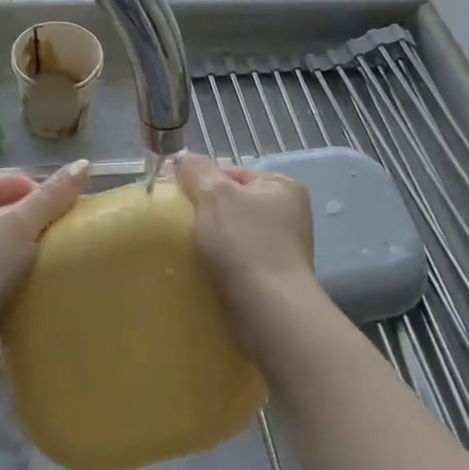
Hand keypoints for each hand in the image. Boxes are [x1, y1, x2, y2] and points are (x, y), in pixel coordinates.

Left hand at [0, 160, 90, 325]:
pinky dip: (14, 262)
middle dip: (36, 224)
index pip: (19, 181)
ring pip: (7, 232)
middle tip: (55, 246)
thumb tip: (85, 163)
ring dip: (27, 245)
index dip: (45, 200)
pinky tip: (26, 276)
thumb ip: (54, 195)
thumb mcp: (21, 226)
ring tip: (43, 262)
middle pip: (13, 205)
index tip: (63, 226)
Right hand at [174, 152, 325, 358]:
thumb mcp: (215, 195)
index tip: (179, 198)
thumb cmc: (244, 244)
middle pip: (233, 203)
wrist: (268, 310)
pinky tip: (205, 270)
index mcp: (282, 186)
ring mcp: (285, 248)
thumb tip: (182, 159)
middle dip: (207, 213)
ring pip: (234, 234)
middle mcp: (289, 214)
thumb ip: (197, 171)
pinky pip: (239, 261)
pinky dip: (222, 263)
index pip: (233, 172)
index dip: (203, 182)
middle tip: (181, 225)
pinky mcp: (275, 278)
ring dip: (212, 241)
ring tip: (190, 251)